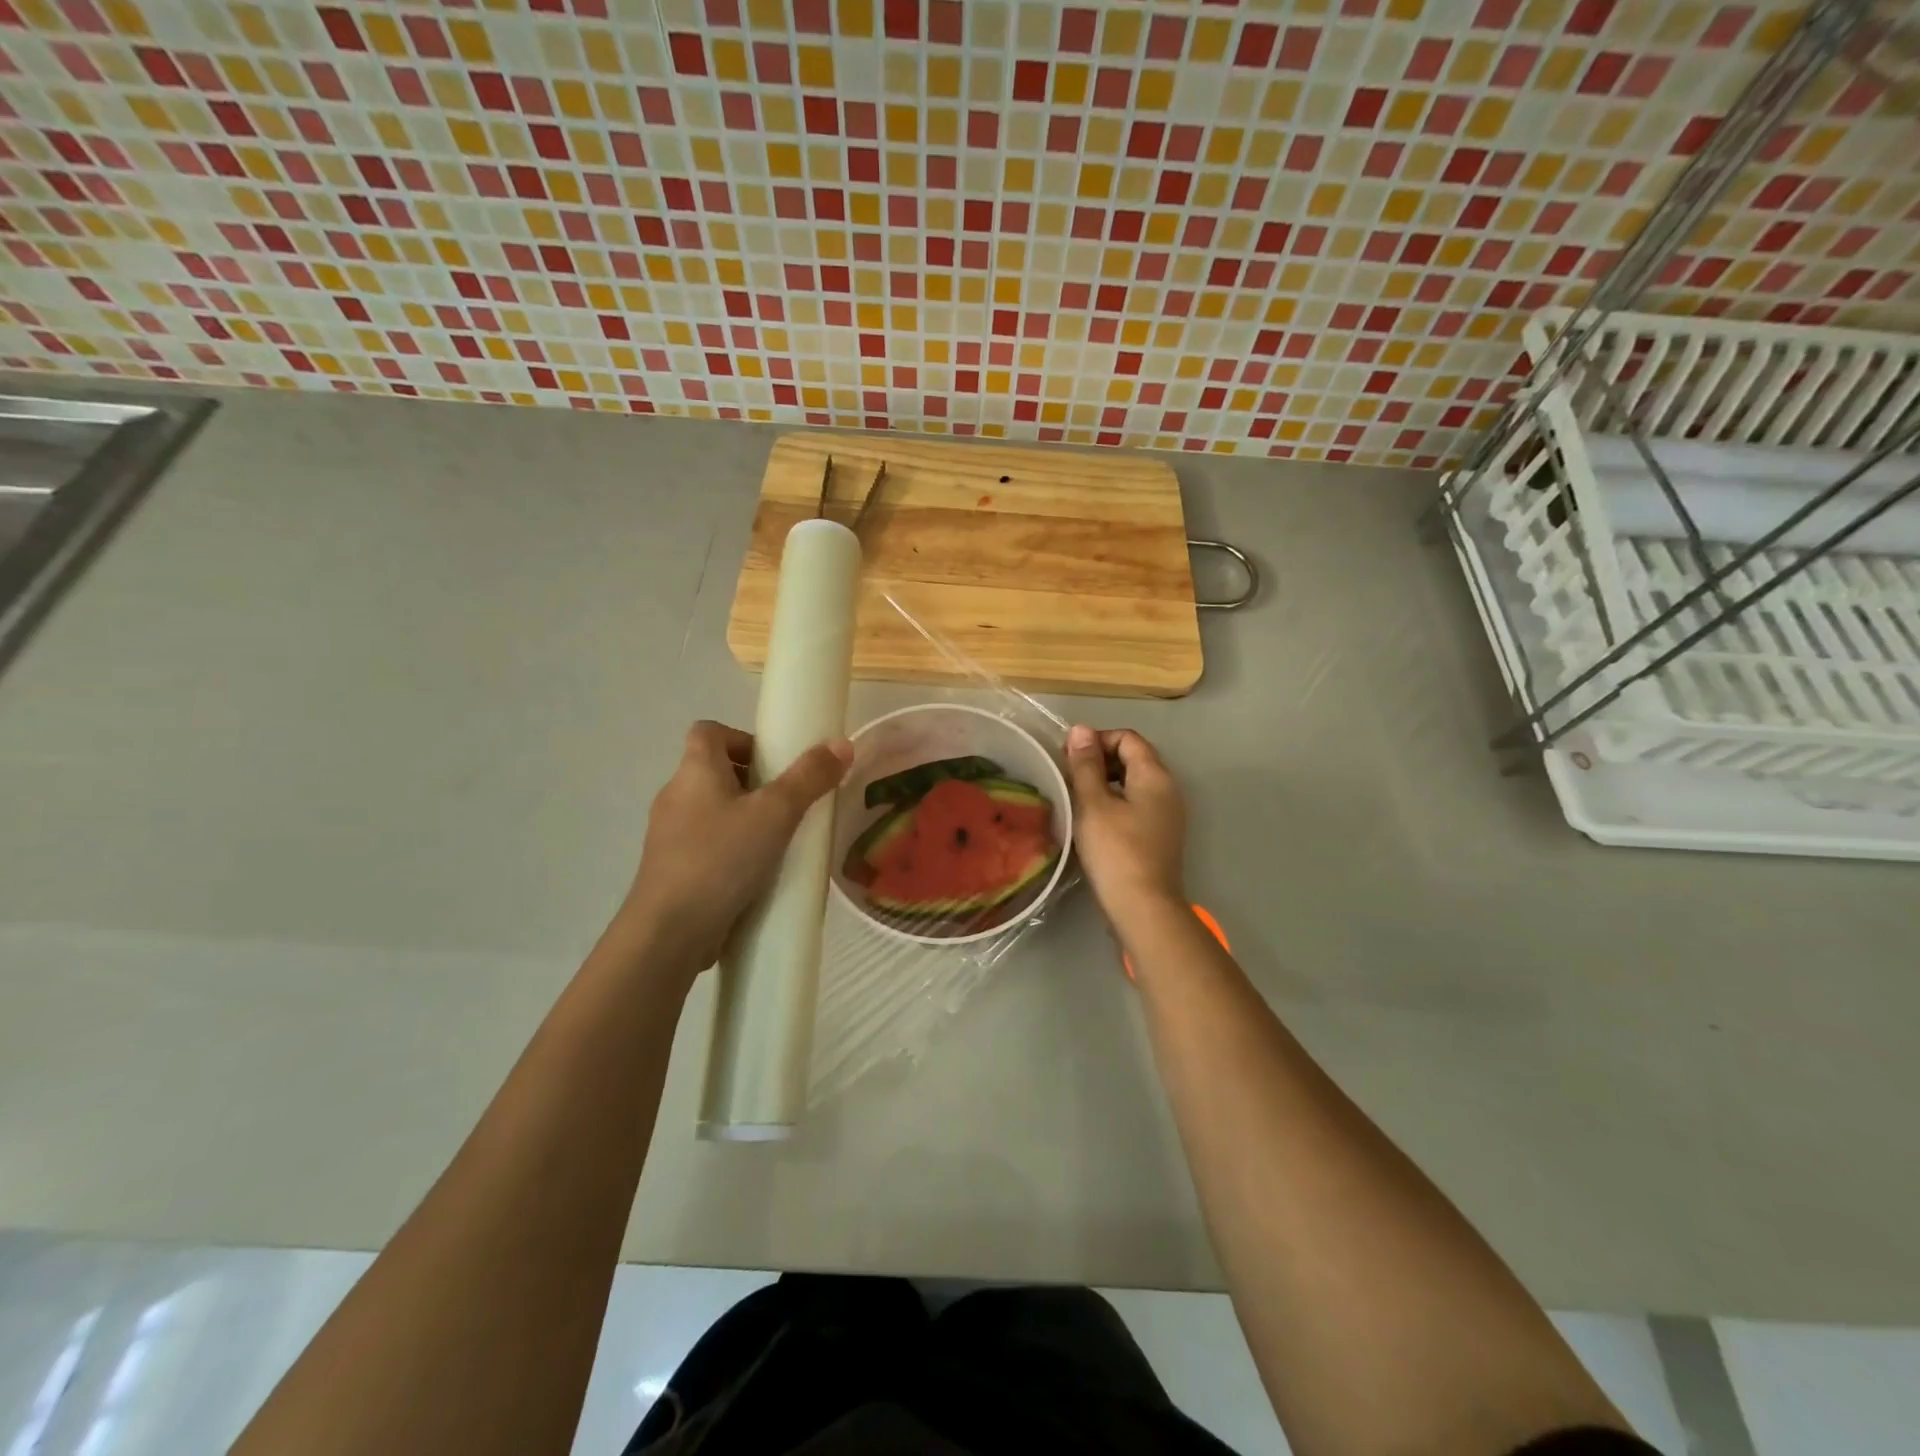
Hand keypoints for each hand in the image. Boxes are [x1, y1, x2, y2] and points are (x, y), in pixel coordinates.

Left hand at [618, 720, 850, 973]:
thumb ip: (810, 777)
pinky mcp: (671, 870)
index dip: (742, 738)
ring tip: (779, 841)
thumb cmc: (722, 858)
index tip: (774, 763)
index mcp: (694, 770)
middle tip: (789, 804)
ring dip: (744, 819)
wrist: (669, 931)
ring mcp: (668, 835)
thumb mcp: (776, 813)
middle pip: (713, 771)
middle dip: (753, 782)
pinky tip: (757, 873)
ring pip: (711, 811)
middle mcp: (675, 795)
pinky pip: (706, 846)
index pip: (708, 731)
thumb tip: (842, 743)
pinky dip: (731, 850)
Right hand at [1064, 725, 1186, 923]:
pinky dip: (1114, 803)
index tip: (1068, 757)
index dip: (1096, 740)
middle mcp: (1168, 789)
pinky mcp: (1159, 836)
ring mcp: (1167, 814)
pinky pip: (1136, 805)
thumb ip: (1086, 765)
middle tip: (1068, 777)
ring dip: (1104, 783)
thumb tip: (1081, 729)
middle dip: (1099, 760)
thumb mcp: (1093, 804)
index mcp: (1155, 775)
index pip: (1127, 738)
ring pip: (1133, 783)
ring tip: (1075, 798)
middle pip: (1133, 758)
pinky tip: (1091, 820)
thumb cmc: (1115, 851)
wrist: (1143, 908)